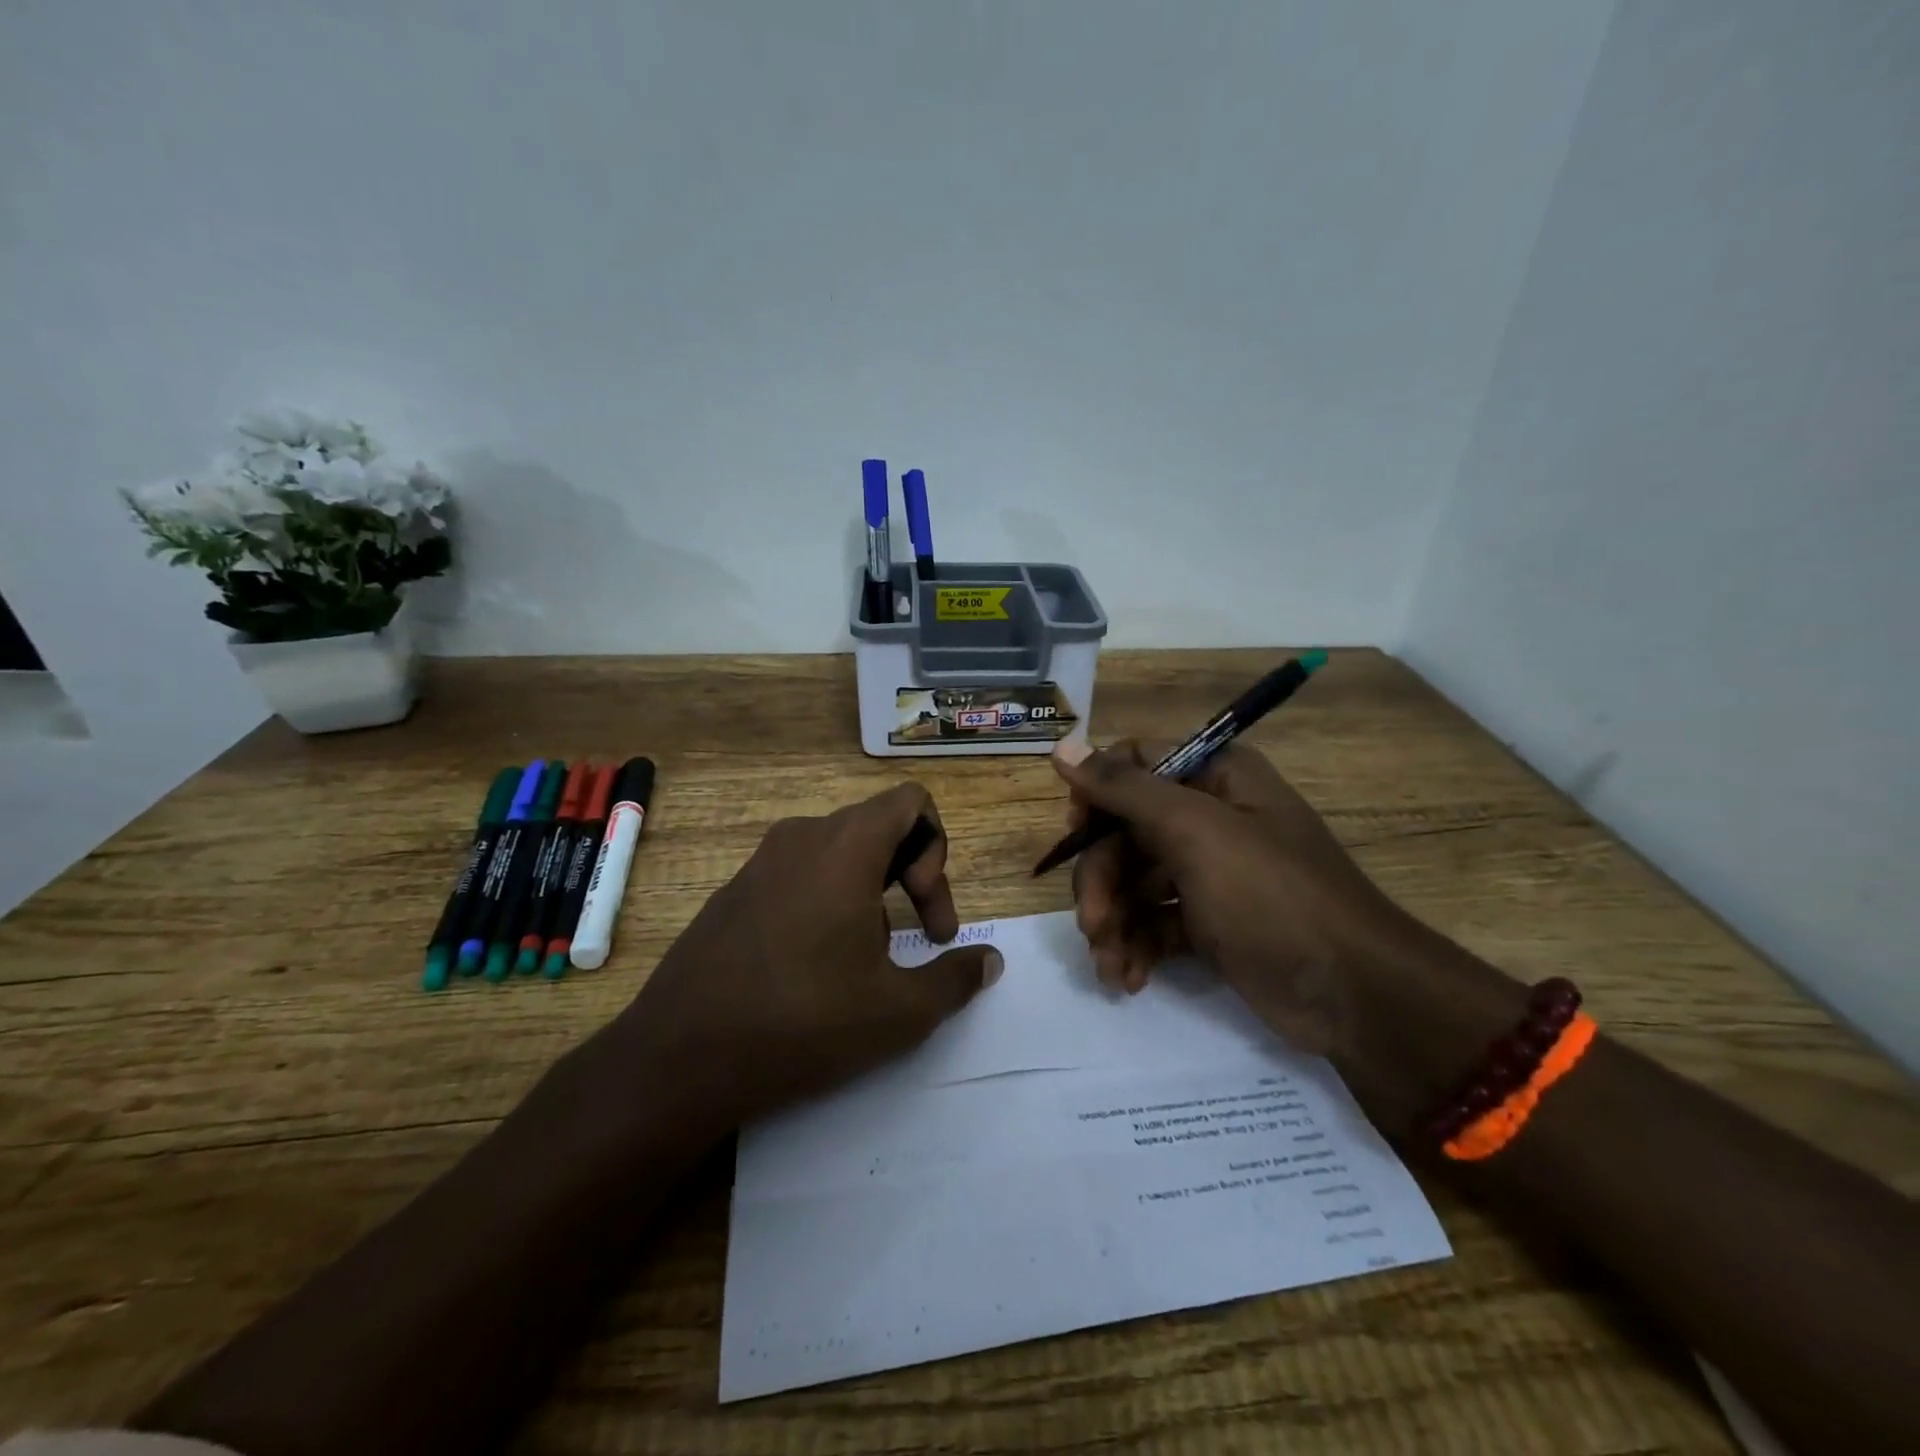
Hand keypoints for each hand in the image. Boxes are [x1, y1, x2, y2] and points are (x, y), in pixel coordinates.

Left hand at [617, 783, 1002, 1122]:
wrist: (679, 1058)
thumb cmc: (803, 1021)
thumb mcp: (898, 1012)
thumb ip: (954, 978)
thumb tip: (990, 962)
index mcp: (845, 846)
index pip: (910, 801)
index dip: (938, 849)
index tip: (926, 913)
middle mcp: (801, 838)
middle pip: (878, 827)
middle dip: (911, 876)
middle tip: (917, 939)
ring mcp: (759, 863)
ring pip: (838, 853)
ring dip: (869, 893)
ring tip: (864, 961)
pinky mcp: (732, 893)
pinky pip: (798, 875)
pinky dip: (825, 902)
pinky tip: (812, 969)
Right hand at [1051, 740, 1409, 1055]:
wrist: (1354, 996)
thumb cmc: (1273, 896)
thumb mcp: (1196, 833)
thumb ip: (1124, 789)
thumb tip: (1061, 744)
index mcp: (1215, 777)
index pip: (1134, 765)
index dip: (1097, 796)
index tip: (1076, 836)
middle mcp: (1209, 817)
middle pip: (1125, 832)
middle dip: (1102, 880)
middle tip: (1092, 924)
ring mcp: (1208, 872)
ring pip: (1134, 882)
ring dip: (1113, 921)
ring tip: (1108, 964)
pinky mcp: (1208, 922)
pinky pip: (1153, 921)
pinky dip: (1136, 946)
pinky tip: (1128, 978)